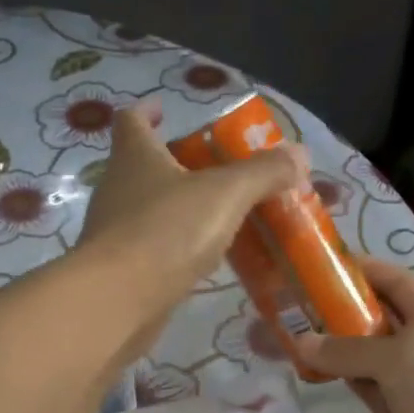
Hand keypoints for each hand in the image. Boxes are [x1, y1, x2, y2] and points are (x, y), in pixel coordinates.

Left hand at [80, 107, 305, 345]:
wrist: (117, 302)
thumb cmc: (167, 231)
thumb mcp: (225, 194)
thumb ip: (263, 173)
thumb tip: (299, 153)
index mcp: (135, 157)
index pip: (131, 120)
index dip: (147, 111)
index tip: (164, 109)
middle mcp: (117, 189)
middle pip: (142, 166)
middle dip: (176, 164)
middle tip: (217, 170)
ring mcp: (114, 233)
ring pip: (149, 210)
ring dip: (179, 208)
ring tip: (220, 216)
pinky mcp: (119, 271)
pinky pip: (152, 249)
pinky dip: (176, 248)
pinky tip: (204, 260)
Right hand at [295, 258, 413, 412]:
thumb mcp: (398, 357)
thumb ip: (347, 349)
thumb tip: (299, 342)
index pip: (393, 281)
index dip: (363, 267)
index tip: (322, 261)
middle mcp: (412, 341)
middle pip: (369, 313)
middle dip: (335, 303)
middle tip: (291, 293)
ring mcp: (396, 376)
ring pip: (355, 349)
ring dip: (326, 339)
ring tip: (285, 323)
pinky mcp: (381, 406)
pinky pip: (350, 380)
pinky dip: (328, 371)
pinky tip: (300, 361)